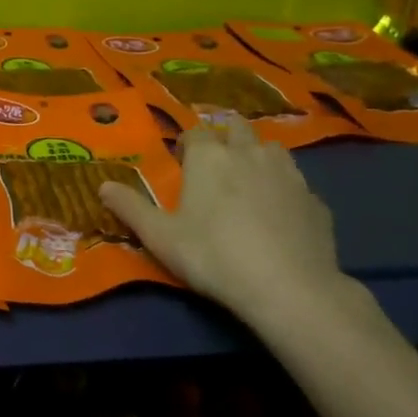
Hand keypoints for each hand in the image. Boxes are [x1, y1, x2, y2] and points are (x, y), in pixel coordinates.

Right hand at [97, 122, 346, 324]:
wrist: (289, 288)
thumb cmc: (214, 256)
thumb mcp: (160, 237)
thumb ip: (130, 208)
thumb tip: (102, 186)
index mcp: (209, 157)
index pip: (194, 133)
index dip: (187, 145)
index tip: (183, 164)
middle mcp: (249, 153)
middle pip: (236, 128)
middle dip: (226, 137)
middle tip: (217, 165)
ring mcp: (288, 174)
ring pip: (272, 149)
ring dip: (259, 156)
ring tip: (250, 182)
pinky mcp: (315, 200)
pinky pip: (297, 184)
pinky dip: (286, 190)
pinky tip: (281, 215)